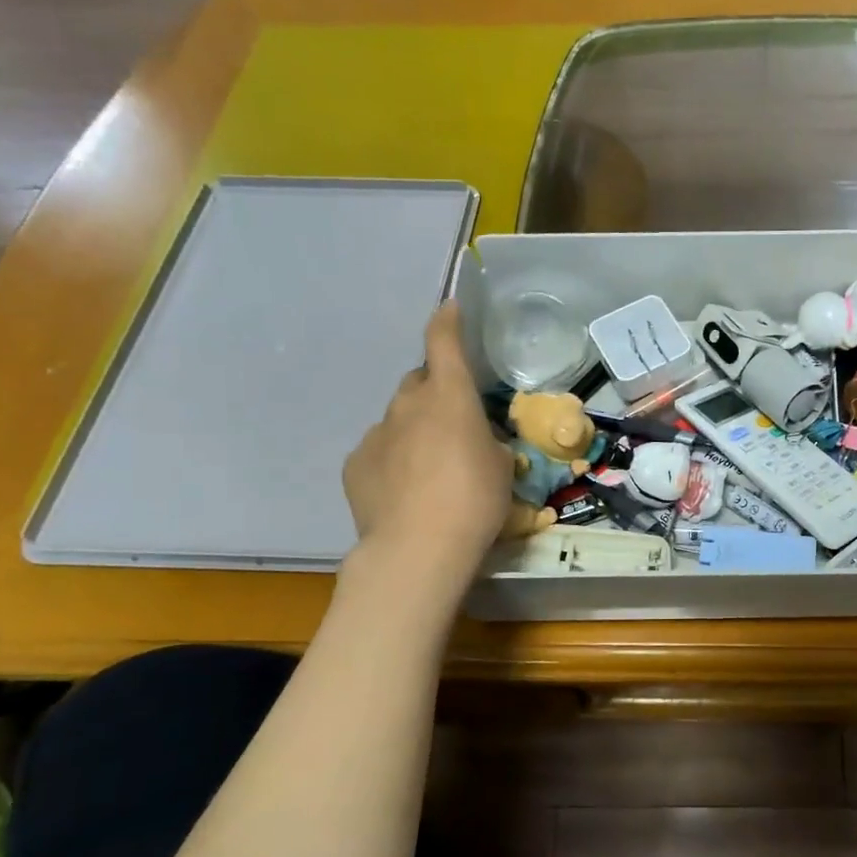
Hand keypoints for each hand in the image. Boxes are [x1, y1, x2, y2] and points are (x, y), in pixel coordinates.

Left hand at [343, 303, 510, 572]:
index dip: (448, 322)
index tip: (450, 309)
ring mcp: (376, 434)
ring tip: (431, 468)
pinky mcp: (355, 464)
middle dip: (436, 394)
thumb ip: (487, 442)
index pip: (443, 342)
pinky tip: (405, 491)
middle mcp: (408, 404)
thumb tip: (475, 440)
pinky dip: (394, 460)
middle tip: (454, 424)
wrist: (418, 548)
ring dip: (415, 430)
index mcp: (449, 396)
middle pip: (419, 383)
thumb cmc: (475, 500)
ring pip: (399, 419)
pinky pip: (379, 451)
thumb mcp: (502, 467)